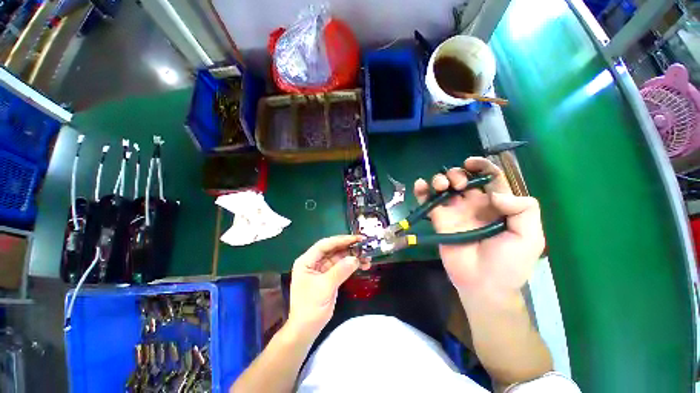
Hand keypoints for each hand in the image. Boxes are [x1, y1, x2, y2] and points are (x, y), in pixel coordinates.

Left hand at [288, 235, 370, 334]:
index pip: (325, 245)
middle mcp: (314, 262)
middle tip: (365, 245)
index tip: (356, 238)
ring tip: (367, 256)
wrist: (306, 330)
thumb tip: (355, 258)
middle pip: (333, 250)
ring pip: (339, 258)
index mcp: (307, 261)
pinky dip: (352, 265)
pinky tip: (363, 265)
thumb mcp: (325, 287)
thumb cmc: (310, 308)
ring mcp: (322, 269)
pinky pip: (342, 267)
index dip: (341, 240)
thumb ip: (340, 271)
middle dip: (349, 247)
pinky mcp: (329, 277)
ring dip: (352, 256)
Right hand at [414, 157, 544, 296]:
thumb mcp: (530, 237)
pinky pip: (428, 201)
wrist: (483, 284)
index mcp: (496, 204)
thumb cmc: (509, 263)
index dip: (481, 166)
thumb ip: (523, 210)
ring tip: (440, 186)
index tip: (471, 163)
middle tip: (458, 185)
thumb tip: (495, 194)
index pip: (489, 177)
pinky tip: (420, 186)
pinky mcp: (439, 219)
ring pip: (444, 187)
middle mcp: (474, 204)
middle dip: (458, 174)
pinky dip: (422, 191)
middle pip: (463, 178)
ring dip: (439, 179)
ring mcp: (454, 211)